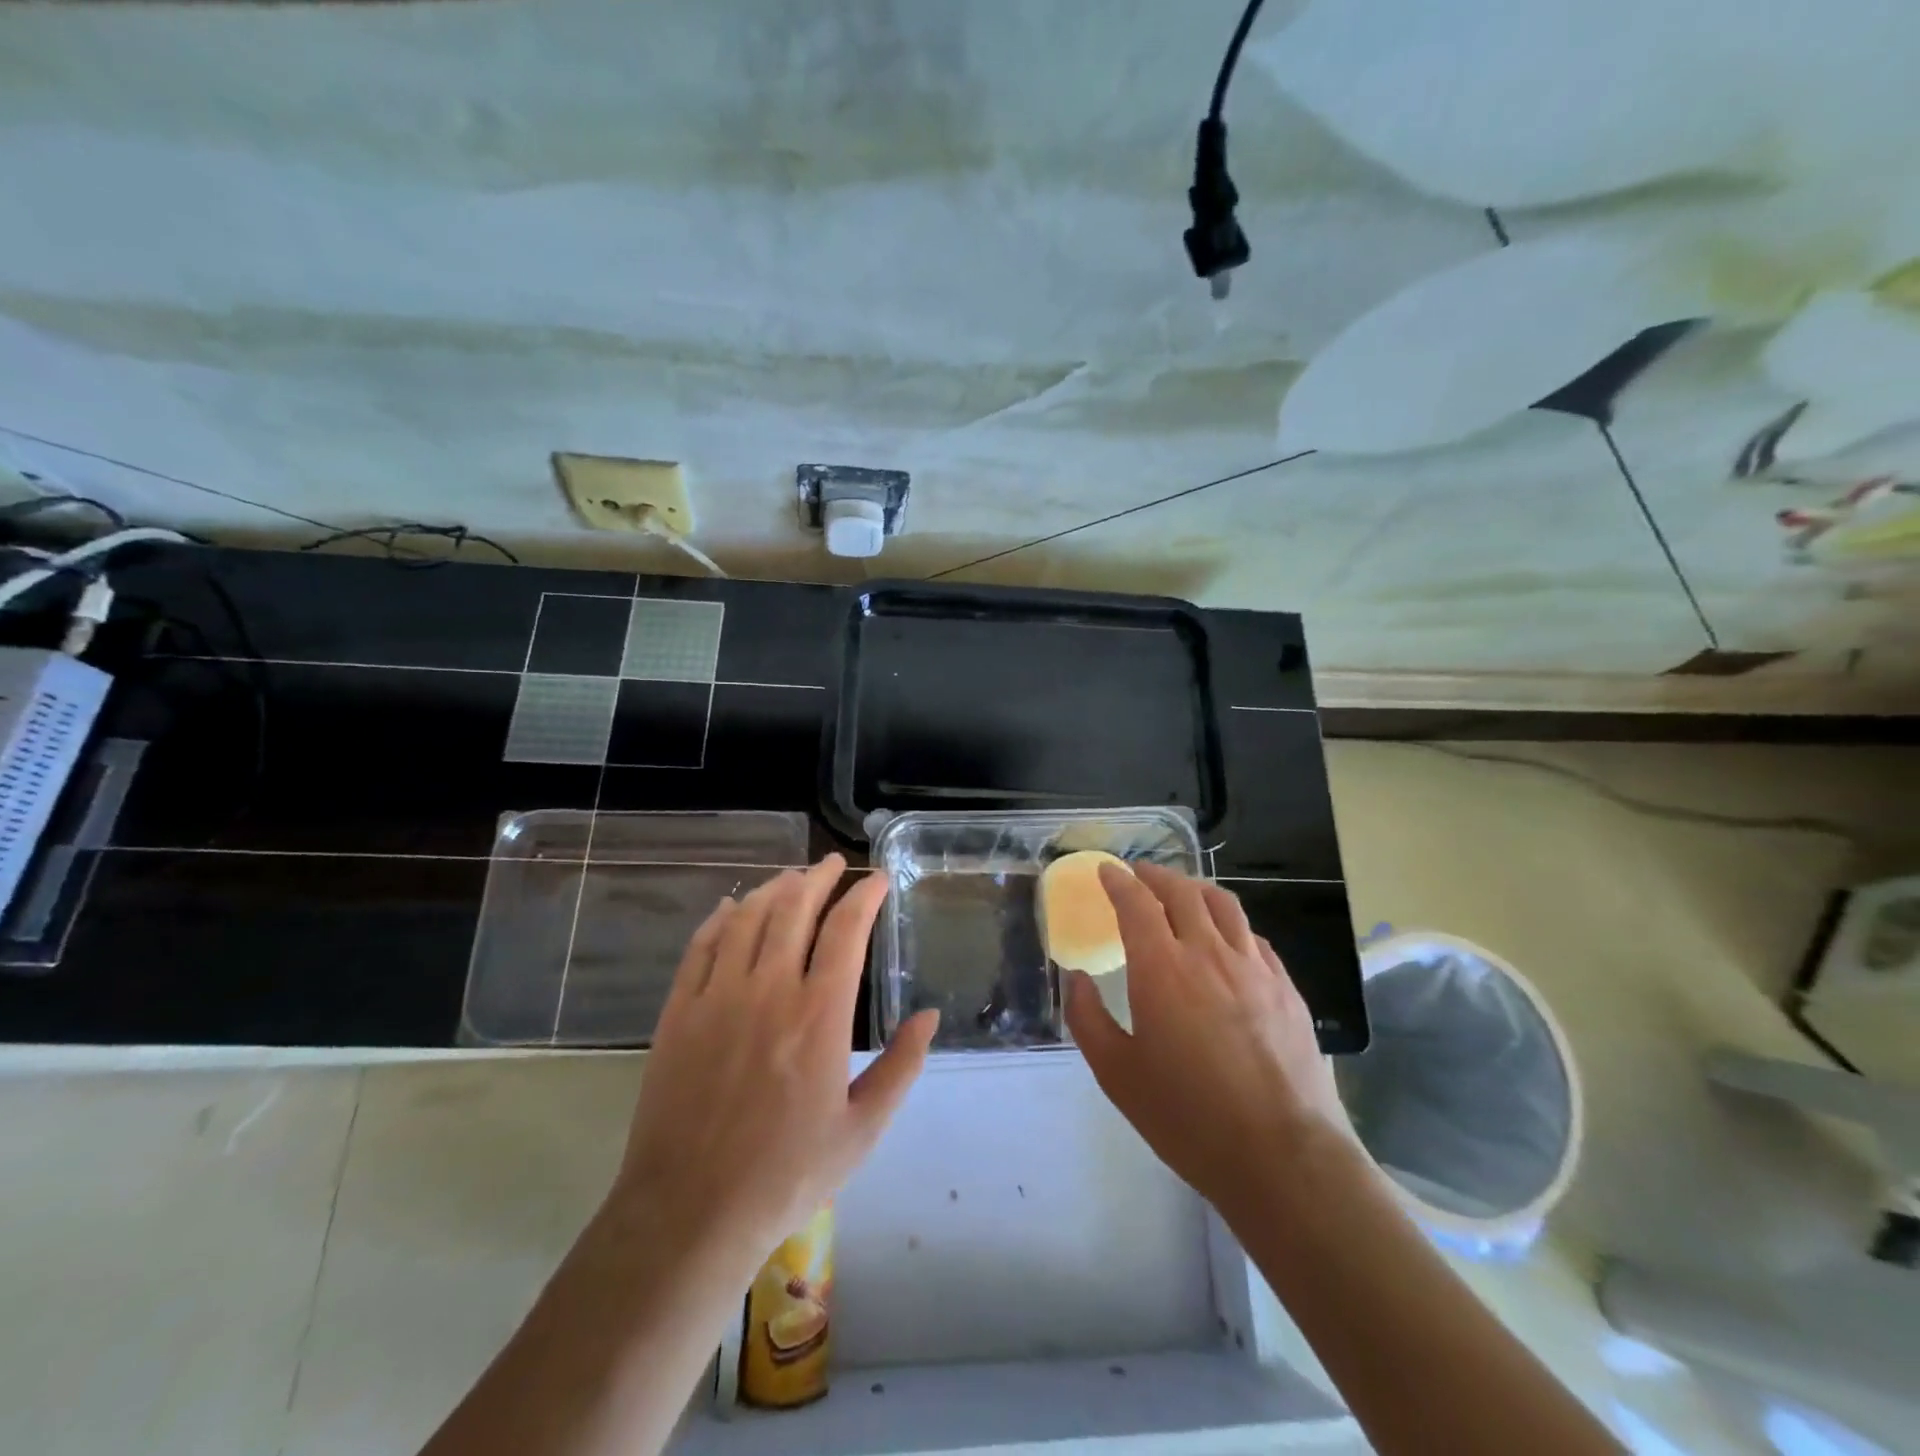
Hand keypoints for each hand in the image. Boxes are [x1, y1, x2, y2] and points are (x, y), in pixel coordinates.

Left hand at [612, 854, 938, 1262]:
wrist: (690, 1212)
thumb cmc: (786, 1174)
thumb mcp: (862, 1130)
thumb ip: (901, 1067)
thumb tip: (929, 1016)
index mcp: (819, 1015)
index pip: (846, 930)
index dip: (864, 895)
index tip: (877, 880)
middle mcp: (769, 990)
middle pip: (795, 908)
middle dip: (819, 877)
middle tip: (833, 864)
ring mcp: (718, 996)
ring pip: (749, 918)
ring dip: (775, 889)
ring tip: (792, 878)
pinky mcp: (679, 1011)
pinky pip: (701, 946)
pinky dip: (721, 918)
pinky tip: (733, 908)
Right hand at [1063, 862, 1348, 1215]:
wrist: (1282, 1157)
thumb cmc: (1187, 1117)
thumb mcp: (1117, 1074)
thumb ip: (1087, 1018)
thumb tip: (1075, 978)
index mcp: (1162, 969)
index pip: (1136, 903)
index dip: (1119, 881)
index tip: (1107, 871)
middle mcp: (1208, 953)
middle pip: (1181, 892)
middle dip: (1155, 875)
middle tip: (1139, 875)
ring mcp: (1254, 968)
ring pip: (1223, 905)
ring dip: (1195, 889)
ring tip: (1181, 893)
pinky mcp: (1286, 988)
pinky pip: (1253, 937)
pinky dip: (1230, 924)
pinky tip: (1227, 940)